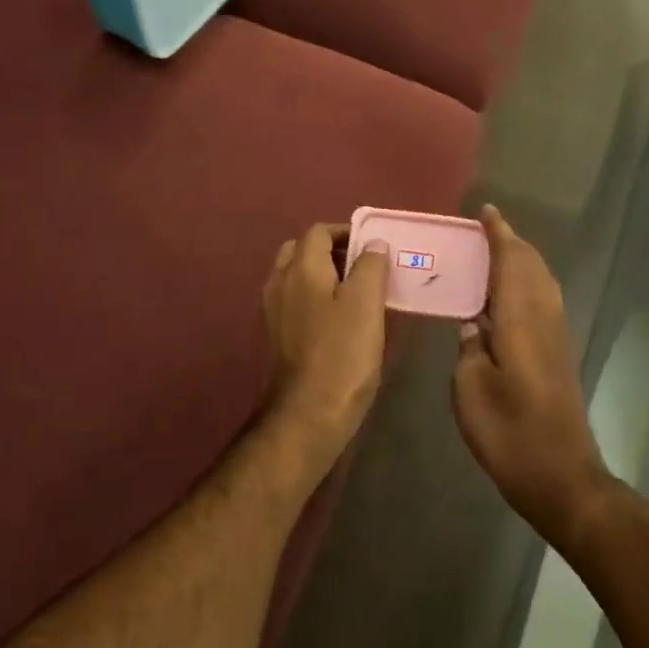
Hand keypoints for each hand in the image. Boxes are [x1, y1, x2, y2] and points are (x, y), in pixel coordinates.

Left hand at [261, 224, 390, 471]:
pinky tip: (341, 323)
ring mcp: (273, 312)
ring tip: (359, 295)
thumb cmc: (341, 356)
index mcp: (300, 268)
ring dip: (325, 277)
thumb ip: (370, 266)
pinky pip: (296, 303)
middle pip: (302, 252)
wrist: (305, 416)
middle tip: (365, 269)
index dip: (347, 232)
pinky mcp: (276, 337)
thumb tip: (372, 244)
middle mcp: (279, 283)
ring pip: (297, 278)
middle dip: (333, 253)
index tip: (375, 247)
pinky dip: (316, 300)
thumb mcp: (366, 305)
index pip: (319, 231)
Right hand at [453, 206, 611, 540]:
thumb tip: (473, 324)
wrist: (561, 476)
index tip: (485, 212)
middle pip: (532, 267)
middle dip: (511, 244)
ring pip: (542, 284)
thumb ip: (469, 349)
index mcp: (521, 320)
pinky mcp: (558, 356)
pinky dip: (525, 286)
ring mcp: (556, 338)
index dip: (499, 235)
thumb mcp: (471, 390)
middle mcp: (544, 320)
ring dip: (521, 263)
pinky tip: (504, 301)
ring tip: (491, 257)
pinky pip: (542, 302)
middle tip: (482, 232)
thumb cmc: (510, 434)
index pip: (512, 262)